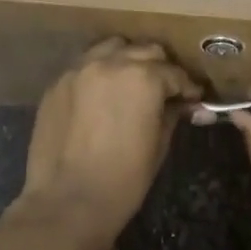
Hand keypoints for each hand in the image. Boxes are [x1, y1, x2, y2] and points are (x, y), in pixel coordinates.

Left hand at [14, 39, 200, 249]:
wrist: (67, 201)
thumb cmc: (123, 180)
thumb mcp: (159, 145)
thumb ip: (171, 114)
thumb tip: (184, 104)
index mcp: (143, 78)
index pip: (174, 73)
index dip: (187, 87)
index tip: (193, 98)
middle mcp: (110, 63)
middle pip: (145, 51)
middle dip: (160, 68)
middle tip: (165, 90)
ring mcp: (79, 69)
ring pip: (112, 48)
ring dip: (127, 60)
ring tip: (132, 83)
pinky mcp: (57, 83)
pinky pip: (85, 65)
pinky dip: (100, 72)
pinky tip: (103, 94)